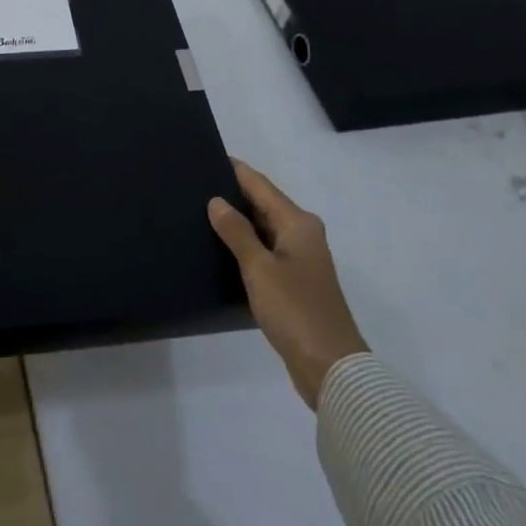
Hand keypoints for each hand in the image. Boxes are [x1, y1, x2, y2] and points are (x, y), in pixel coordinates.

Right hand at [209, 158, 367, 408]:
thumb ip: (236, 232)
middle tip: (194, 186)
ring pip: (263, 229)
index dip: (235, 170)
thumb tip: (216, 200)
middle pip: (263, 204)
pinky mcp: (295, 283)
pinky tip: (221, 249)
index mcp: (298, 223)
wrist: (331, 369)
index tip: (206, 157)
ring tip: (200, 213)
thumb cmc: (296, 311)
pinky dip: (246, 245)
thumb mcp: (259, 268)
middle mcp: (302, 234)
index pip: (260, 185)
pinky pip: (265, 251)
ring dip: (238, 222)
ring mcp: (301, 259)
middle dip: (233, 195)